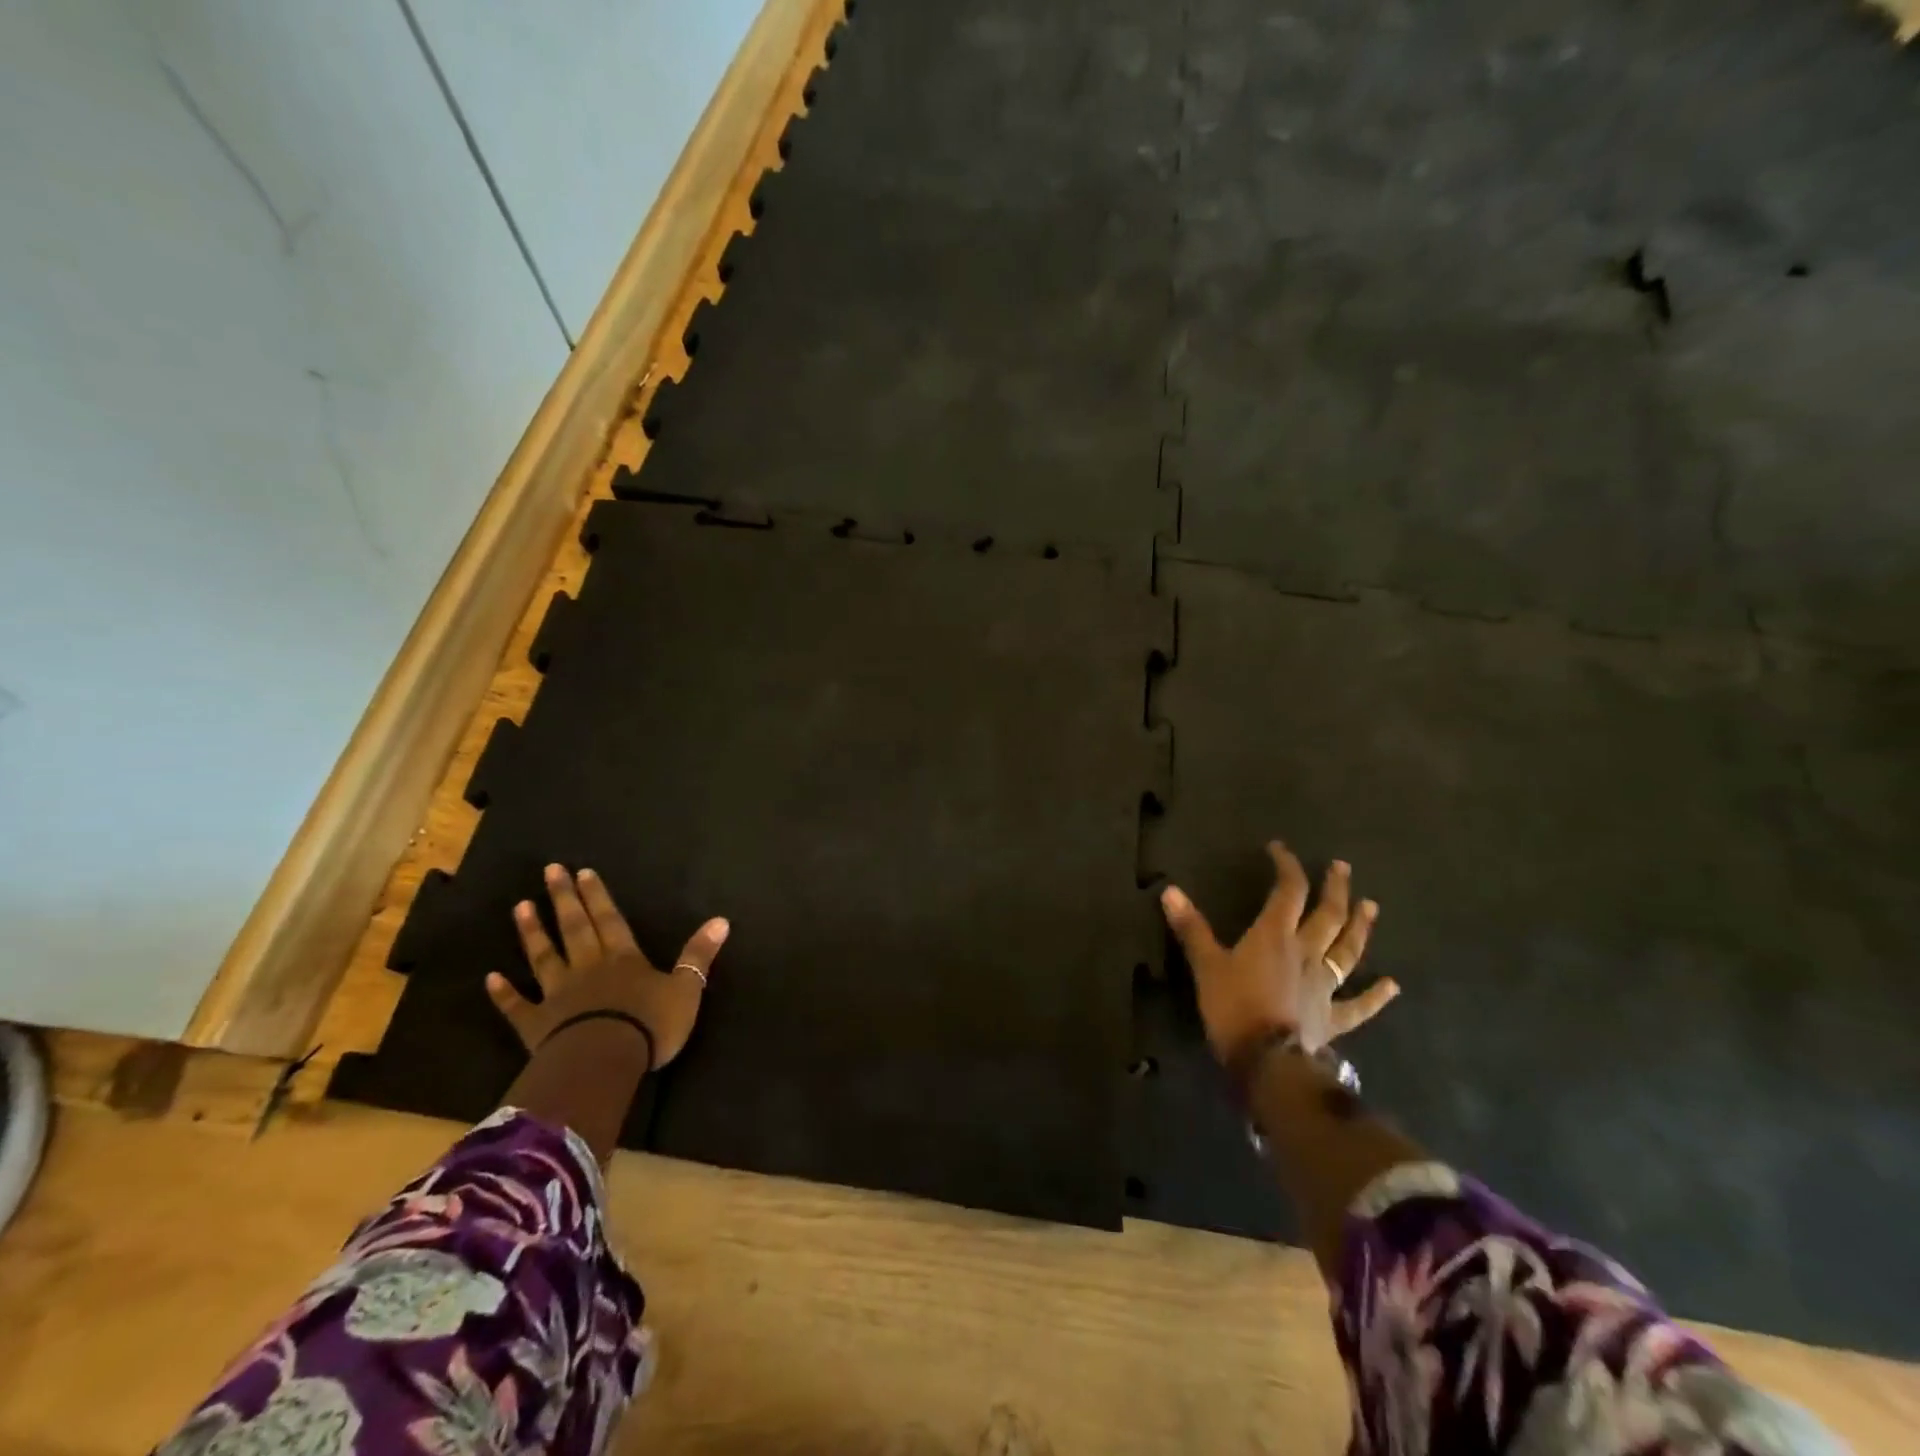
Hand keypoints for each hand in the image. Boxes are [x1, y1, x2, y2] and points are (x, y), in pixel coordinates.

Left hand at [486, 864, 728, 1065]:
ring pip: (544, 957)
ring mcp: (558, 995)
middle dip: (564, 899)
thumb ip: (698, 955)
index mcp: (624, 959)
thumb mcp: (687, 989)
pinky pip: (518, 1006)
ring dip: (532, 933)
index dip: (598, 896)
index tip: (582, 872)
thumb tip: (722, 920)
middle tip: (550, 871)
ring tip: (520, 906)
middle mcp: (588, 968)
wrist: (603, 1062)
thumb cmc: (649, 1024)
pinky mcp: (536, 1026)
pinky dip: (504, 993)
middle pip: (575, 928)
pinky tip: (491, 978)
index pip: (610, 920)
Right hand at [1160, 842, 1398, 1066]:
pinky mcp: (1333, 1017)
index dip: (1287, 867)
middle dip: (1335, 889)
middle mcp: (1306, 953)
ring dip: (1359, 928)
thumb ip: (1191, 928)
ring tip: (1371, 907)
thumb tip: (1169, 890)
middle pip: (1327, 915)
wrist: (1269, 1062)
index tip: (1280, 850)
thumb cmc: (1234, 1007)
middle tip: (1343, 868)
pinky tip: (1392, 986)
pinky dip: (1376, 996)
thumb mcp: (1206, 965)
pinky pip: (1359, 1005)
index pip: (1288, 891)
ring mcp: (1324, 986)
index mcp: (1275, 936)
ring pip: (1347, 951)